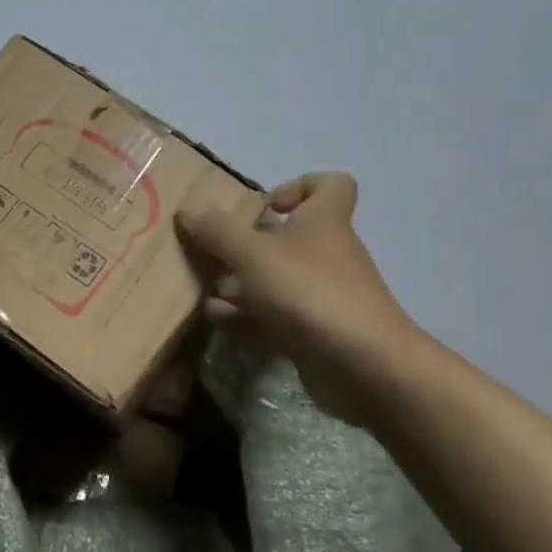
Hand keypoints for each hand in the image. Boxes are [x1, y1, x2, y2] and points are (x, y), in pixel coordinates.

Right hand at [177, 173, 420, 421]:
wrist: (362, 365)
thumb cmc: (309, 291)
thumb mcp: (252, 254)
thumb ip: (217, 231)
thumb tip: (189, 209)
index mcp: (323, 221)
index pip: (330, 185)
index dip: (299, 186)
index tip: (265, 205)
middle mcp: (327, 254)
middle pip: (289, 237)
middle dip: (247, 246)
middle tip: (216, 254)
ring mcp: (322, 296)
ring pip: (277, 280)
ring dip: (241, 285)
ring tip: (207, 291)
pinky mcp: (315, 333)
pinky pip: (276, 317)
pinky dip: (248, 317)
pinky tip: (219, 321)